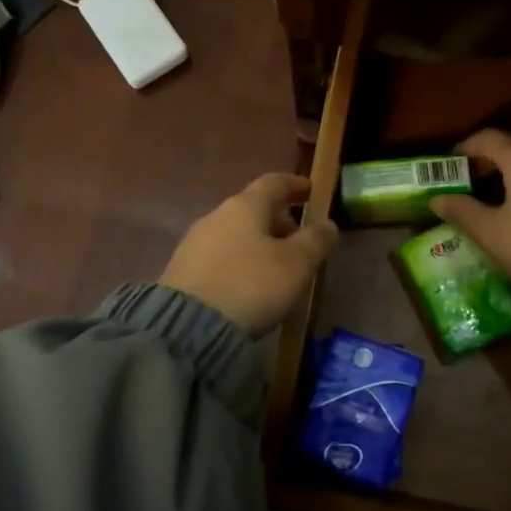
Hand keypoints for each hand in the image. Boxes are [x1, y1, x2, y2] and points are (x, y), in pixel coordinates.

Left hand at [161, 173, 339, 333]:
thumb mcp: (295, 265)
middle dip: (279, 221)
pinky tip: (249, 286)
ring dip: (259, 244)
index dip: (295, 185)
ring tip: (277, 269)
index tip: (311, 191)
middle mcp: (216, 216)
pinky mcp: (183, 270)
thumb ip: (315, 241)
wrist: (187, 328)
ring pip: (236, 234)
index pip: (274, 182)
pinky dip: (241, 262)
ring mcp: (195, 243)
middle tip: (300, 241)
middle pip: (253, 209)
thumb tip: (327, 224)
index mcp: (245, 206)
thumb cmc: (250, 285)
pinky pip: (221, 257)